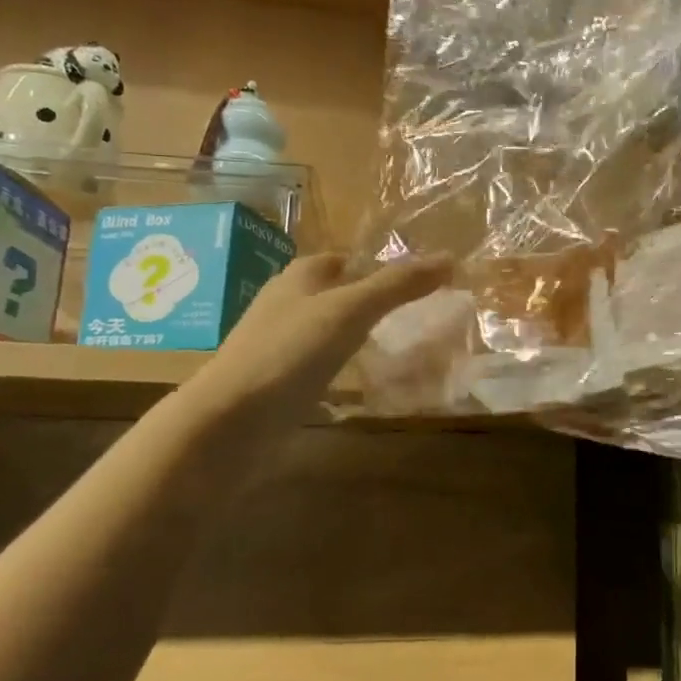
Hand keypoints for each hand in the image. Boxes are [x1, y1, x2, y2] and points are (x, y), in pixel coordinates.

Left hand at [170, 252, 452, 434]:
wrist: (230, 422)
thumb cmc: (289, 352)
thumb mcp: (350, 310)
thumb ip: (398, 285)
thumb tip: (450, 257)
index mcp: (299, 276)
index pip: (345, 258)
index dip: (379, 263)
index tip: (420, 278)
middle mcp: (287, 305)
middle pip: (337, 293)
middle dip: (373, 300)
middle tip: (420, 313)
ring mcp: (281, 346)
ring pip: (330, 331)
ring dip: (360, 335)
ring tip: (402, 346)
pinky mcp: (280, 383)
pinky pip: (321, 366)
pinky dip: (345, 369)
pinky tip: (367, 383)